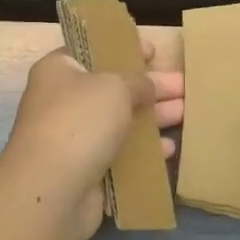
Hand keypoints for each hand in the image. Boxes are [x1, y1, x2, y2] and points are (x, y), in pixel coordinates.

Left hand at [0, 44, 182, 239]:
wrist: (52, 190)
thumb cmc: (80, 121)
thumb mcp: (115, 86)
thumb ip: (138, 81)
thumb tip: (148, 86)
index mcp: (60, 70)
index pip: (94, 50)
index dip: (124, 49)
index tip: (154, 52)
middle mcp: (64, 101)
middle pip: (114, 88)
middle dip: (150, 87)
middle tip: (184, 85)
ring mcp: (74, 138)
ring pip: (120, 122)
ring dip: (153, 118)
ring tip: (187, 113)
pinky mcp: (86, 170)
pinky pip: (121, 154)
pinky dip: (144, 151)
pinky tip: (169, 149)